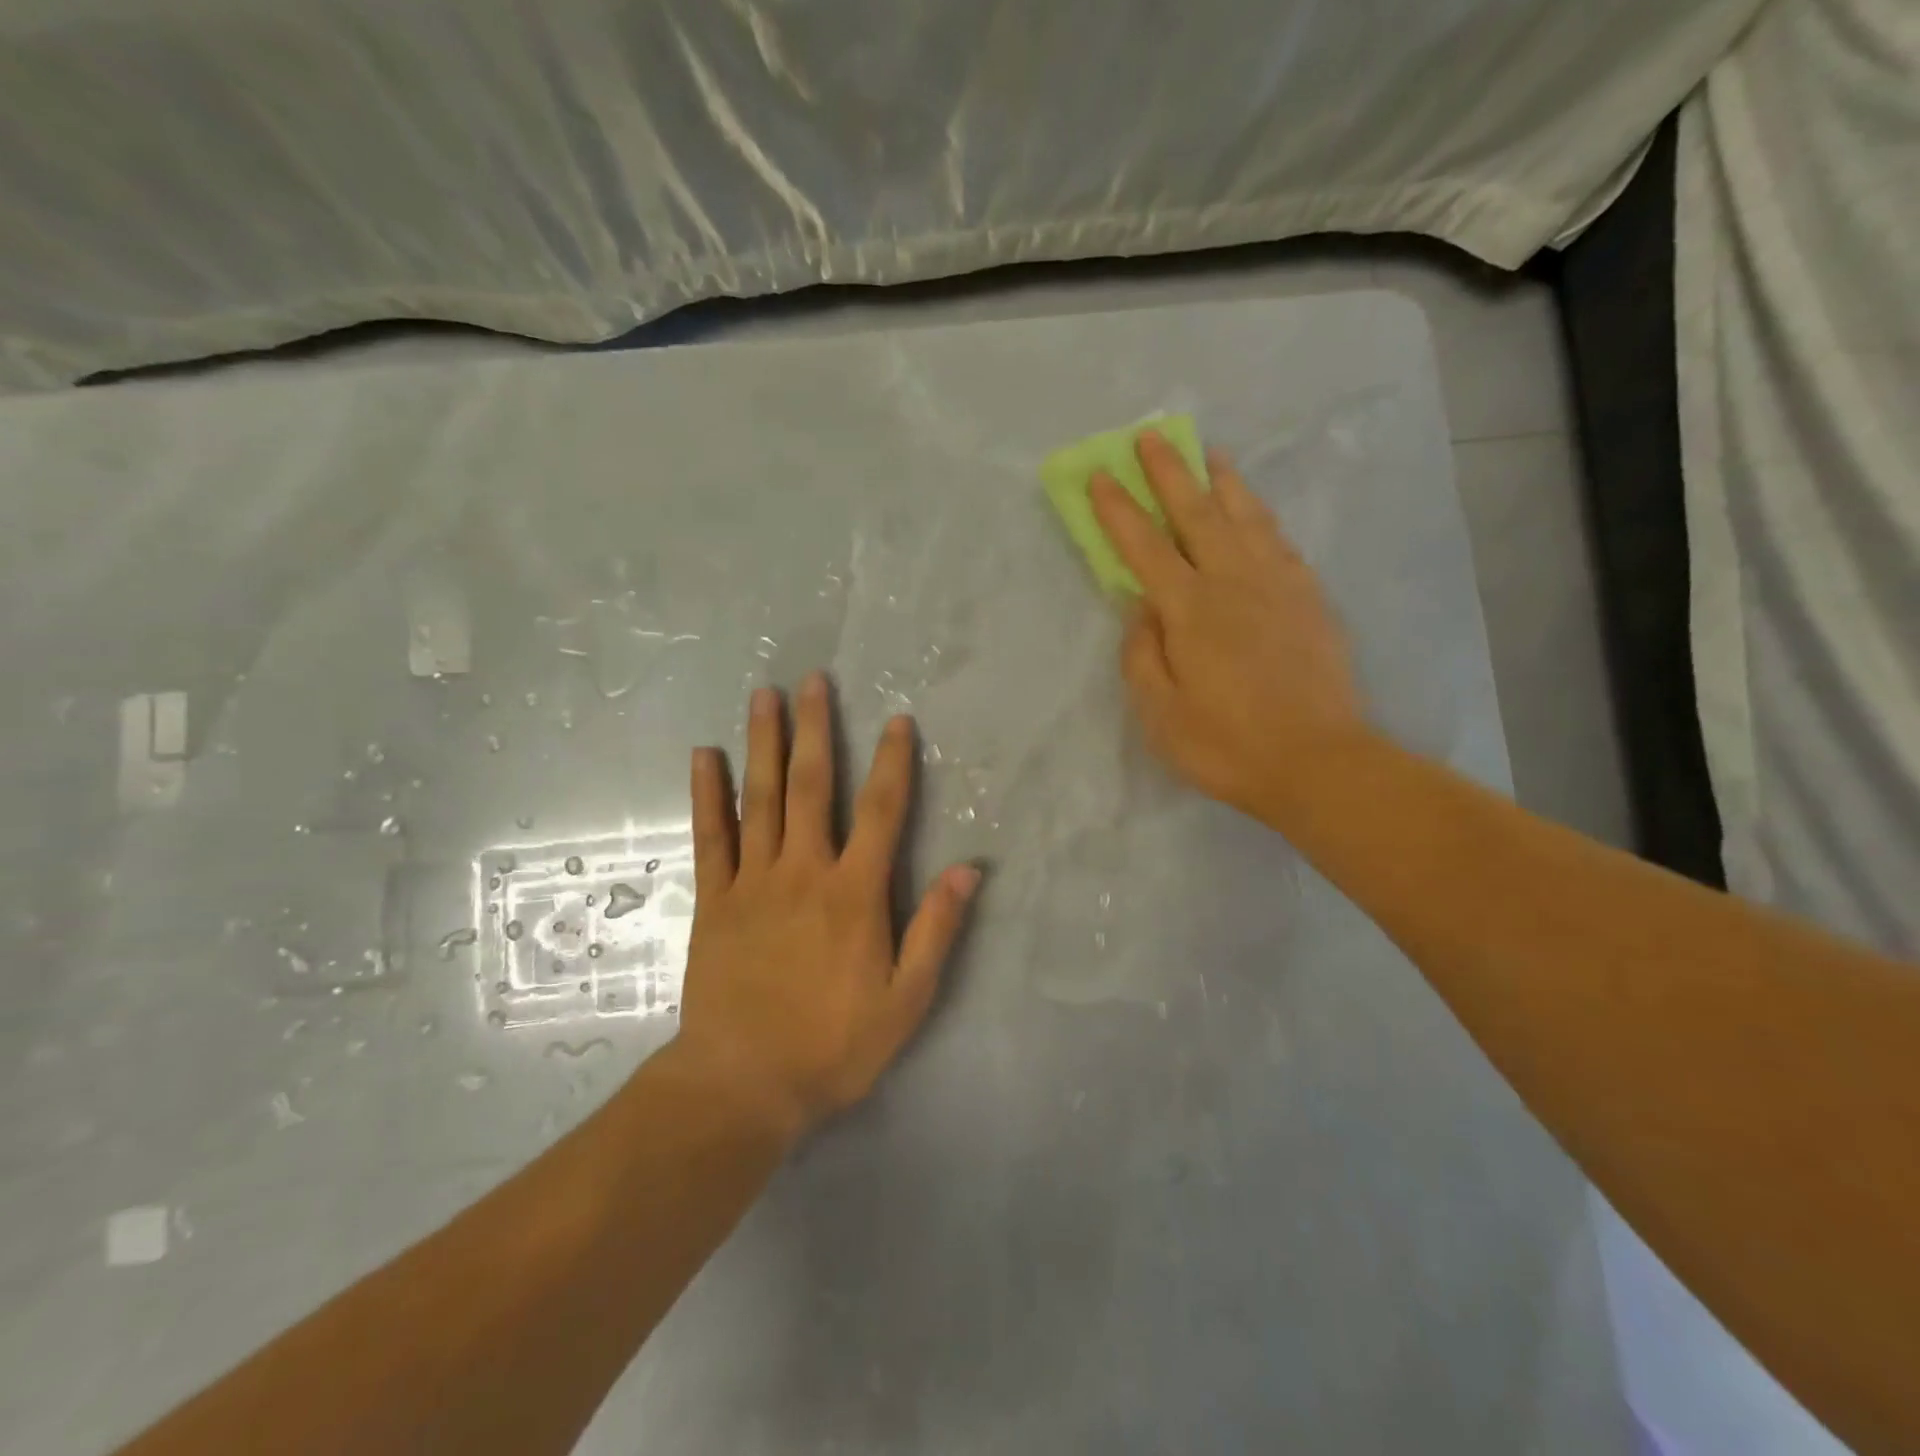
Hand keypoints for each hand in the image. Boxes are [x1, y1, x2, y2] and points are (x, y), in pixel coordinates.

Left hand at [673, 674, 980, 1138]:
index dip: (894, 763)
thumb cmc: (833, 1045)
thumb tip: (970, 870)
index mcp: (854, 893)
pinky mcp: (715, 900)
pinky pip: (711, 836)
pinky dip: (707, 794)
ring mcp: (754, 882)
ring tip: (763, 696)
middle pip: (813, 787)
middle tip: (812, 680)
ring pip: (761, 798)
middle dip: (816, 729)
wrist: (743, 1084)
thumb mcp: (906, 1000)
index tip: (898, 720)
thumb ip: (936, 930)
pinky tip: (704, 756)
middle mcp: (804, 872)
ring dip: (764, 744)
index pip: (883, 812)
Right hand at [1089, 432, 1367, 822]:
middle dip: (1169, 473)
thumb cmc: (1226, 745)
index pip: (1144, 547)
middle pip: (1196, 514)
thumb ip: (1143, 655)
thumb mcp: (1160, 714)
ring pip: (1245, 518)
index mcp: (1190, 610)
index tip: (1100, 474)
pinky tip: (1255, 513)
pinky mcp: (1310, 600)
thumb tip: (1142, 609)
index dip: (1118, 510)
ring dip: (1222, 482)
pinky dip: (1262, 518)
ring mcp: (1278, 586)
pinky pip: (1280, 542)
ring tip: (1209, 454)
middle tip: (1151, 435)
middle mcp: (1234, 582)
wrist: (1319, 762)